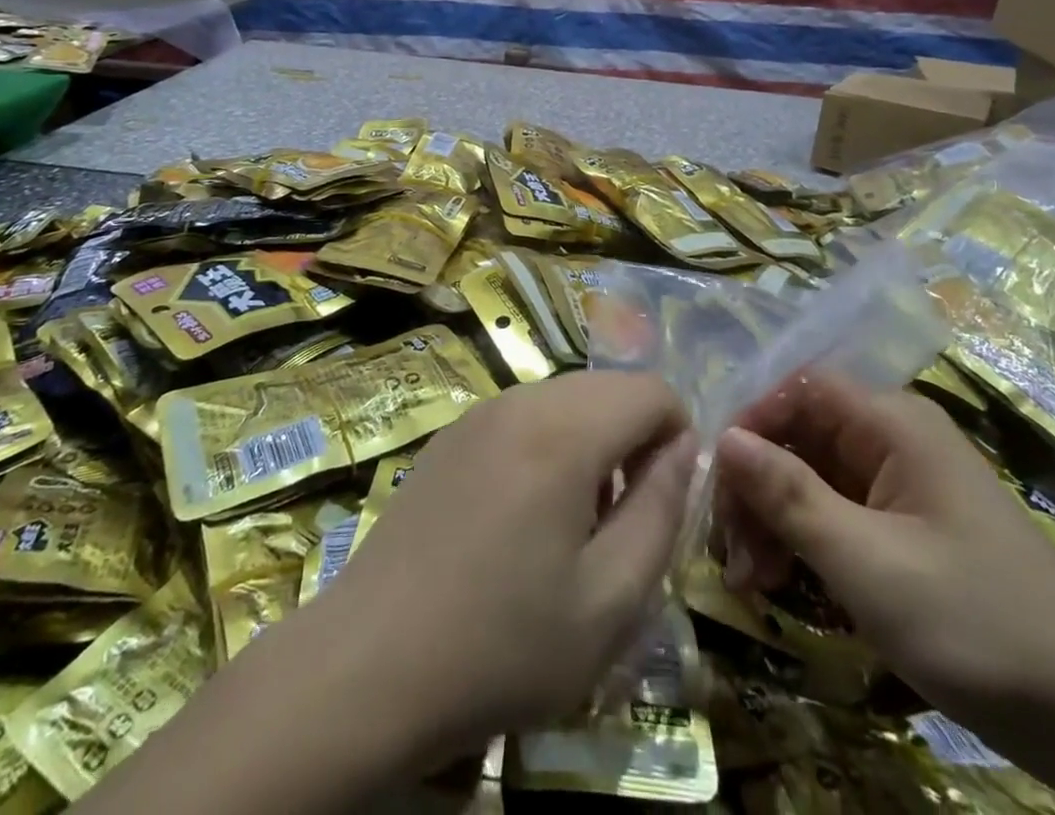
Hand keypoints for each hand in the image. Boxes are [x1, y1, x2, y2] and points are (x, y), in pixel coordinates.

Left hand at [318, 371, 696, 762]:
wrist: (370, 665)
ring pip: (565, 399)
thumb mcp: (609, 602)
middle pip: (607, 388)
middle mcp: (520, 400)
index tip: (665, 501)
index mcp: (564, 430)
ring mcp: (478, 413)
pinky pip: (523, 416)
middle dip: (634, 439)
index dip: (677, 437)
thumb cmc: (502, 644)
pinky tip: (522, 518)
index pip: (650, 390)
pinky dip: (549, 445)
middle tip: (622, 521)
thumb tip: (684, 450)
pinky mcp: (450, 435)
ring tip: (574, 525)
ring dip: (591, 443)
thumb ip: (661, 513)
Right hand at [713, 375, 1054, 735]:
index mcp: (892, 423)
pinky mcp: (906, 529)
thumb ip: (789, 495)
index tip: (716, 480)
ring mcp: (901, 485)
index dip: (751, 421)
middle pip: (799, 434)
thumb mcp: (867, 563)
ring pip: (811, 476)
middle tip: (729, 551)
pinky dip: (803, 541)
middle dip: (757, 485)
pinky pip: (836, 513)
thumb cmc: (976, 623)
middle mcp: (894, 439)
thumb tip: (723, 439)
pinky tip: (780, 584)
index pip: (798, 388)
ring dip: (772, 519)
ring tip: (751, 581)